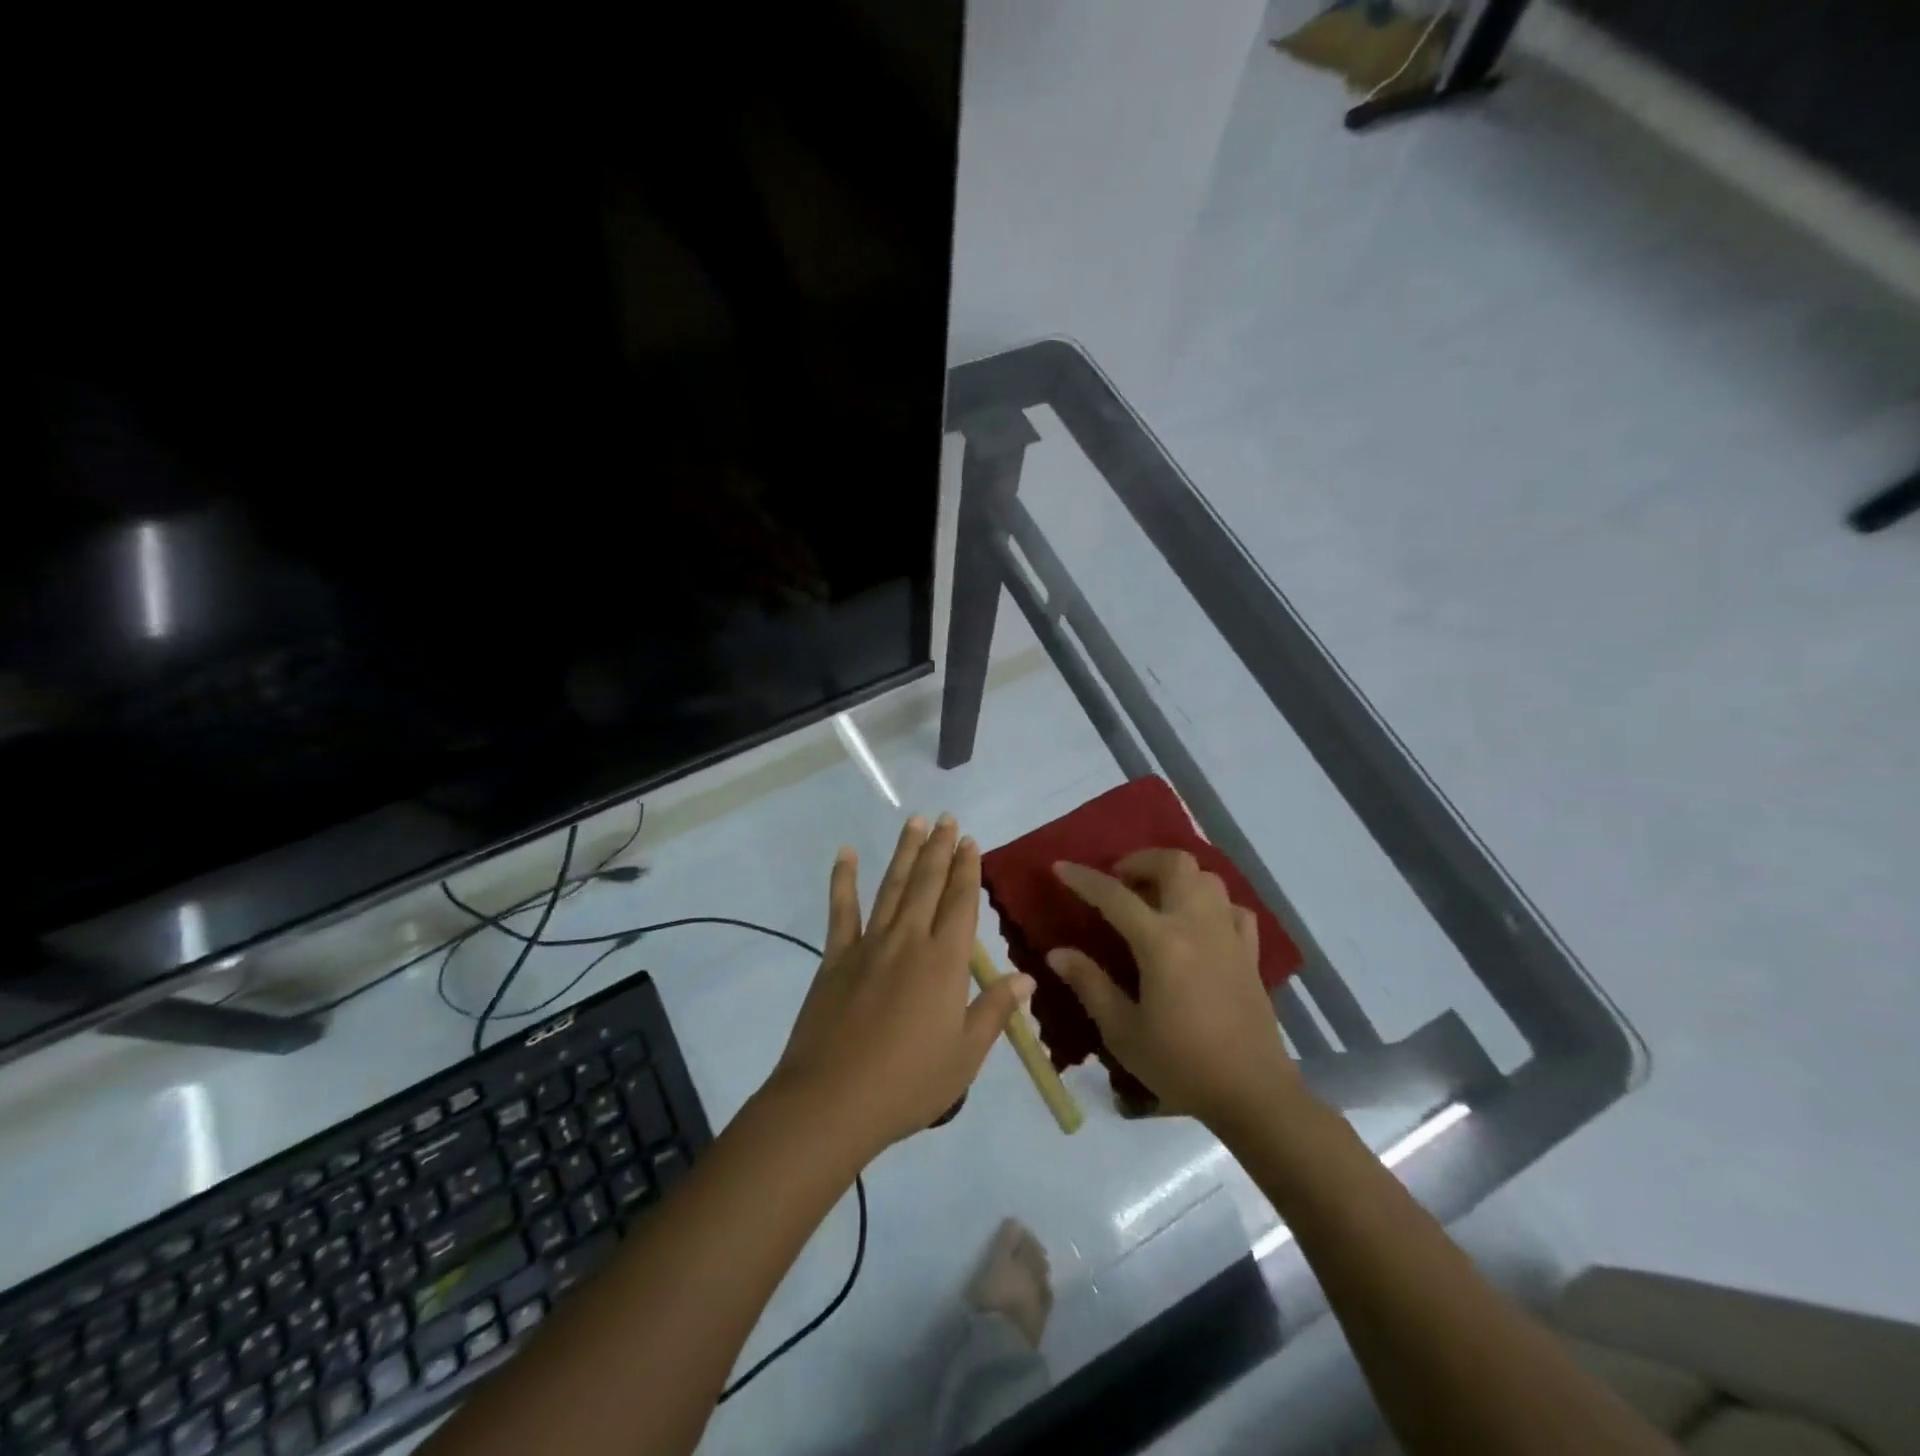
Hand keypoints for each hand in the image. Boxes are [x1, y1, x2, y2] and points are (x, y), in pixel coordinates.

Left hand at [771, 815, 1033, 1157]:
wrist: (833, 1101)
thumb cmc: (909, 1083)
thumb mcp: (965, 1055)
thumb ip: (995, 1010)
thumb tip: (1027, 977)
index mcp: (945, 961)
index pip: (961, 903)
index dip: (968, 870)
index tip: (970, 841)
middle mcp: (909, 940)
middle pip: (928, 884)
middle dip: (940, 849)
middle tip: (947, 818)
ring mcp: (869, 945)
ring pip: (892, 887)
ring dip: (905, 853)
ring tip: (914, 822)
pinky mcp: (836, 957)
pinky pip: (841, 910)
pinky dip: (843, 879)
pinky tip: (846, 853)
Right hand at [1050, 850, 1301, 1129]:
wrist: (1252, 1093)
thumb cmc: (1180, 1063)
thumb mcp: (1123, 1031)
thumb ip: (1090, 984)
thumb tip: (1057, 953)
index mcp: (1161, 943)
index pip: (1115, 895)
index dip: (1084, 879)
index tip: (1060, 867)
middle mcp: (1197, 926)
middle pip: (1175, 864)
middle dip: (1141, 861)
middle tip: (1120, 881)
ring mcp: (1228, 936)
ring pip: (1207, 878)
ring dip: (1177, 877)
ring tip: (1155, 899)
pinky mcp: (1250, 953)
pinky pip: (1233, 909)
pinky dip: (1211, 904)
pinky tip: (1197, 925)